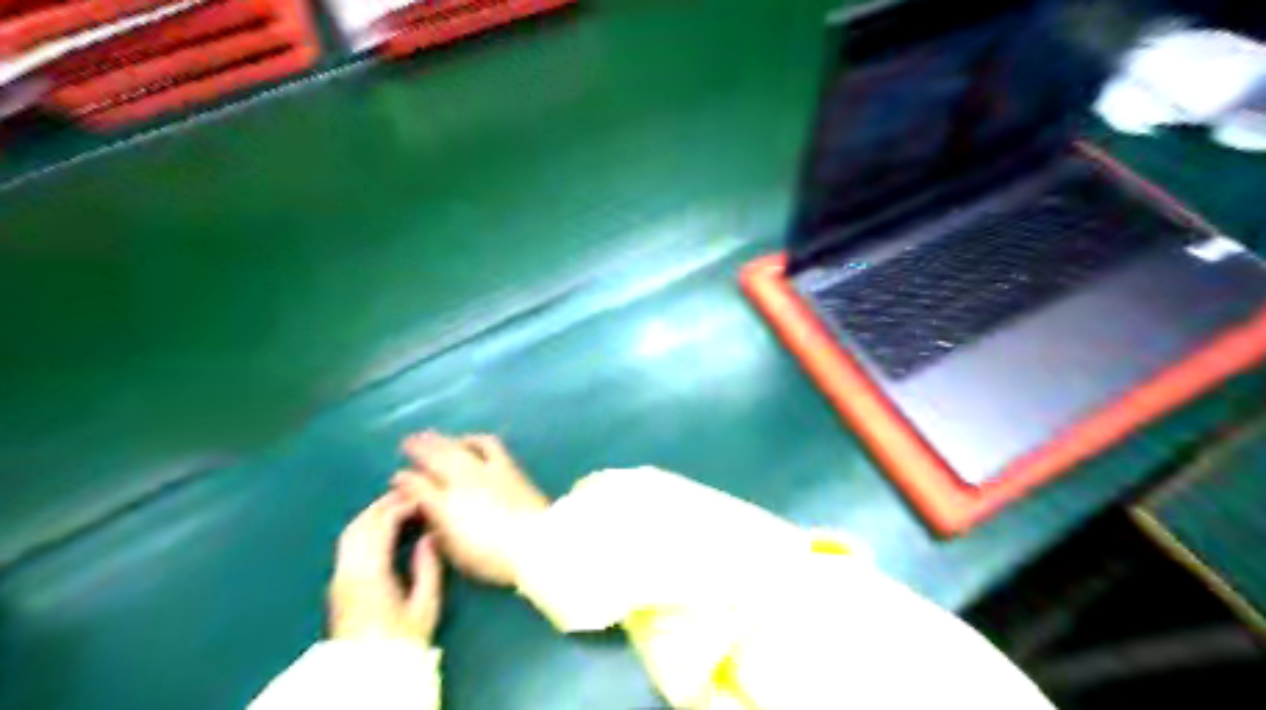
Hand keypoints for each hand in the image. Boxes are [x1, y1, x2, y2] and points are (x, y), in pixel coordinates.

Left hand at [324, 491, 444, 644]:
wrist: (367, 674)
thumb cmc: (402, 641)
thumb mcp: (425, 606)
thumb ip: (428, 567)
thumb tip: (430, 536)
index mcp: (370, 573)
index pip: (381, 525)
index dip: (401, 506)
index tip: (423, 498)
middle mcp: (348, 570)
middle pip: (361, 524)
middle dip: (384, 504)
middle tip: (410, 494)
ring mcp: (339, 577)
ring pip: (350, 532)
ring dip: (372, 514)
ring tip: (397, 506)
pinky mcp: (337, 584)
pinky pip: (348, 544)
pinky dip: (364, 528)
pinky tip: (382, 529)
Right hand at [391, 432, 548, 587]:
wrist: (535, 541)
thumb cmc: (493, 557)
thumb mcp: (457, 552)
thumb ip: (437, 530)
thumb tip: (426, 512)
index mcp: (444, 506)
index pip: (417, 486)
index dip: (404, 480)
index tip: (396, 476)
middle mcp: (460, 481)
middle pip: (434, 458)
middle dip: (418, 449)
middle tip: (406, 443)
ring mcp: (484, 469)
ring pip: (456, 446)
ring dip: (441, 440)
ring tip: (429, 435)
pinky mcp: (506, 465)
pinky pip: (486, 444)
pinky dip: (473, 439)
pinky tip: (467, 439)